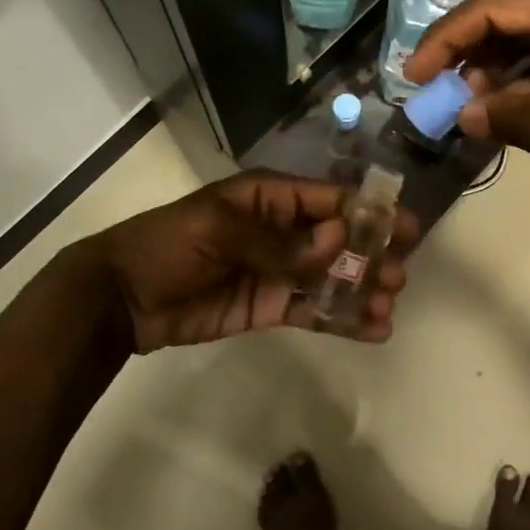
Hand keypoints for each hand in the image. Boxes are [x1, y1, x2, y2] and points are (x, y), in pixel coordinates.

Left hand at [76, 172, 417, 351]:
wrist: (123, 298)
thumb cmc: (169, 246)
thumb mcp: (219, 231)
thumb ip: (279, 242)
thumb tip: (338, 240)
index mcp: (269, 198)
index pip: (328, 200)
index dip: (367, 213)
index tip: (406, 229)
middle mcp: (282, 230)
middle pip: (338, 240)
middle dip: (371, 255)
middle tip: (399, 277)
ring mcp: (278, 270)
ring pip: (331, 277)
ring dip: (362, 289)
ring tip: (388, 307)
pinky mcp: (271, 306)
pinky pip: (313, 310)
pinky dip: (342, 319)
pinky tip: (372, 330)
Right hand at [403, 0, 529, 210]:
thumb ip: (519, 123)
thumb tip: (465, 115)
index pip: (500, 7)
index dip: (448, 39)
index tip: (414, 74)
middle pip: (520, 12)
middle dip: (473, 52)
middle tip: (437, 93)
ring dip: (505, 65)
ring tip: (470, 104)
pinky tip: (513, 102)